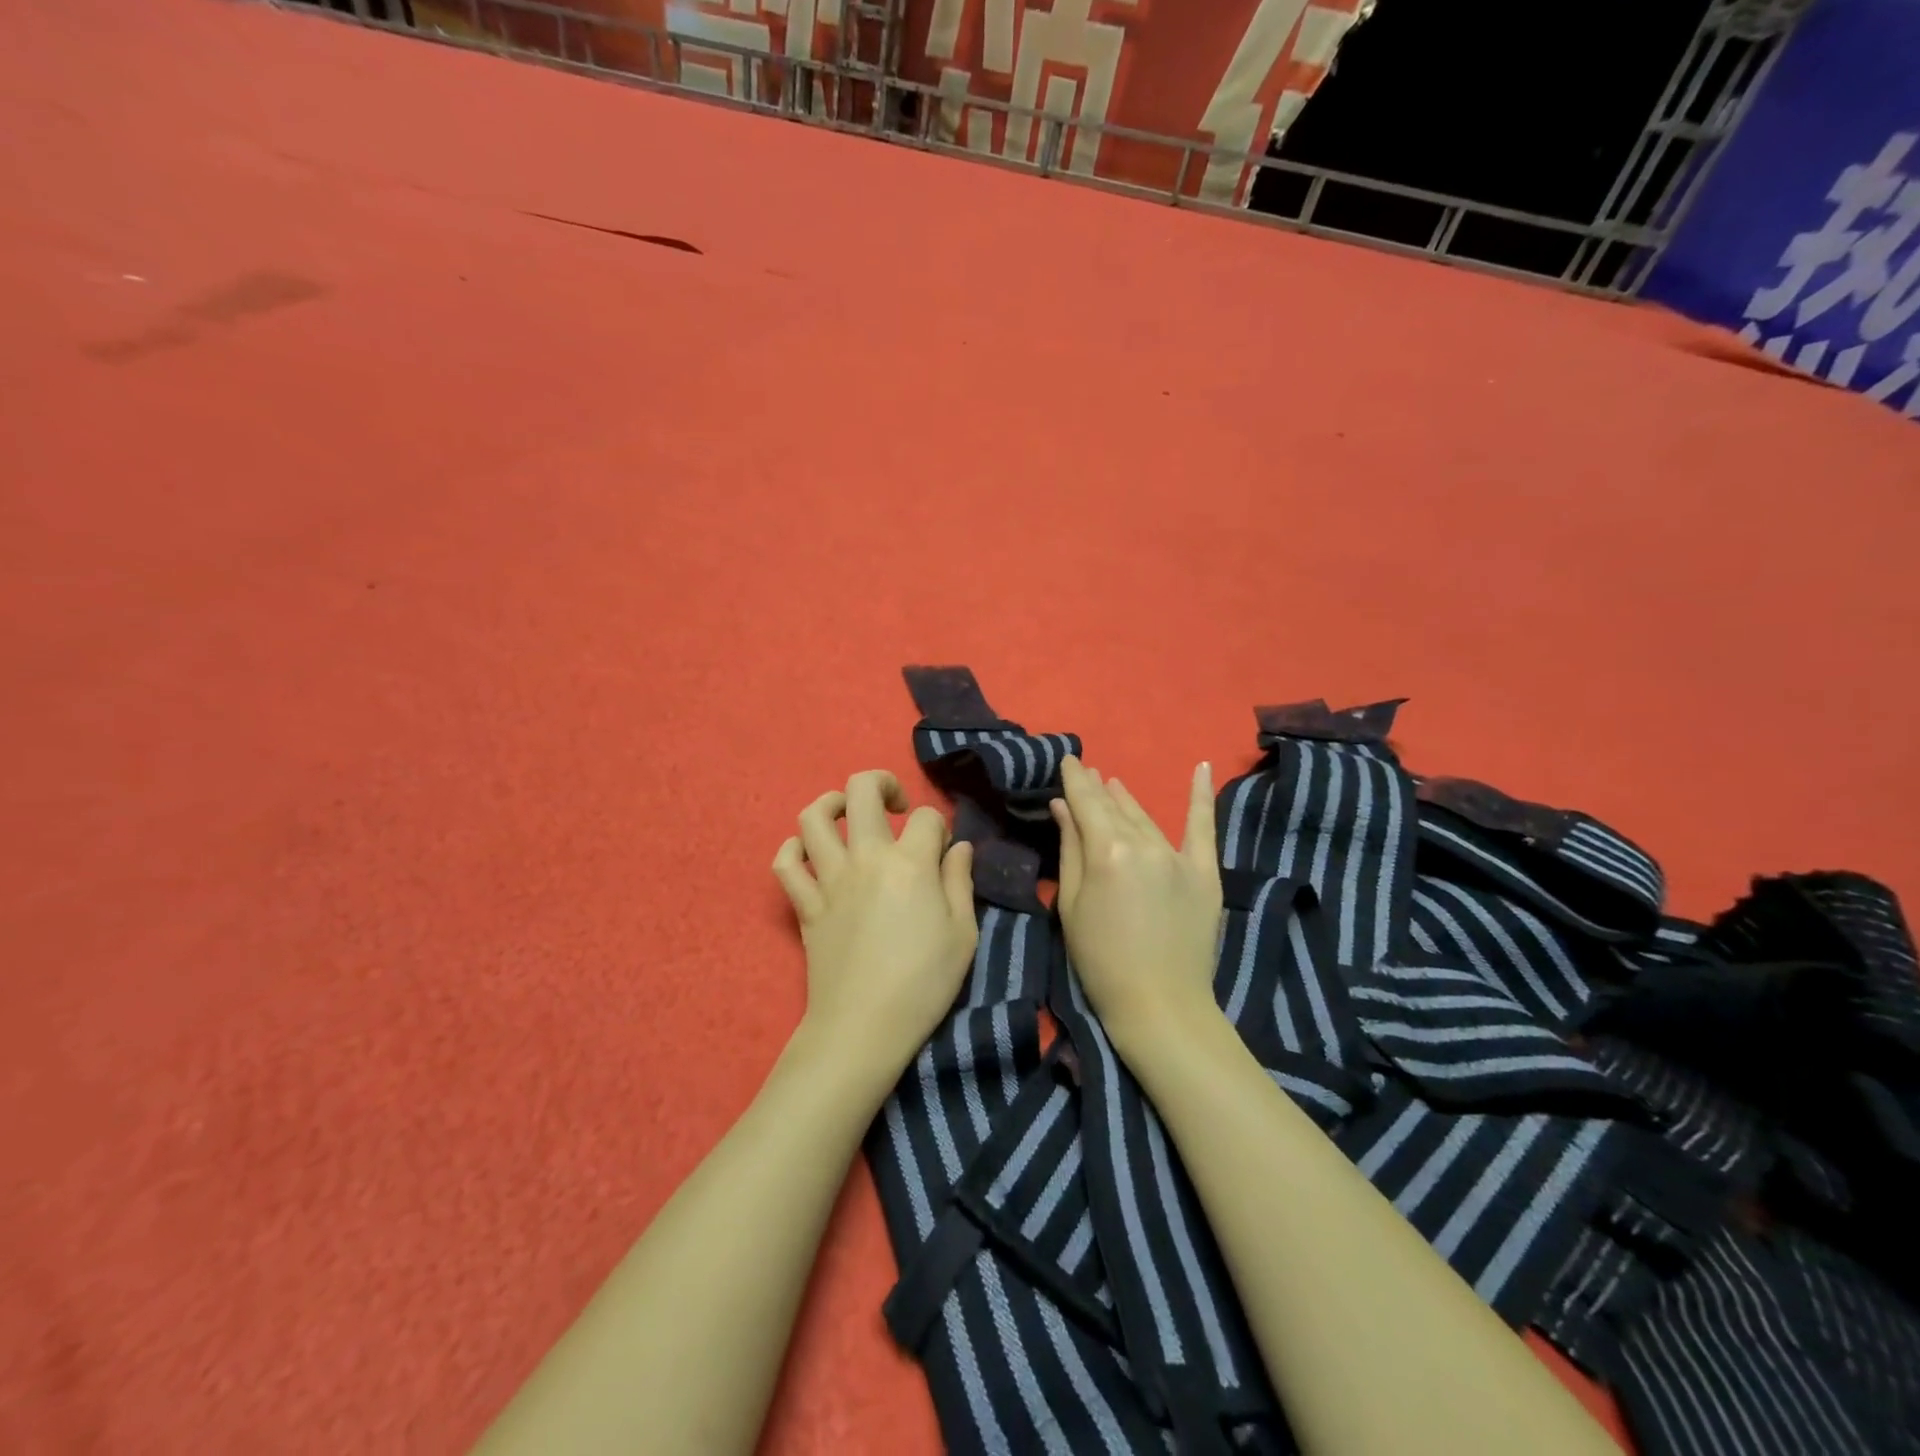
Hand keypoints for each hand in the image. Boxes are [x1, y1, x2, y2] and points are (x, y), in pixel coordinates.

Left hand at [773, 770, 978, 1082]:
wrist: (864, 1028)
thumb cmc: (924, 984)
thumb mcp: (963, 934)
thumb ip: (960, 882)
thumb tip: (959, 847)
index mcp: (910, 864)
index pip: (927, 818)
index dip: (939, 826)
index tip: (942, 850)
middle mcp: (866, 859)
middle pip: (862, 790)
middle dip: (882, 783)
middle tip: (896, 807)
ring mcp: (829, 879)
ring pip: (814, 817)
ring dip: (832, 804)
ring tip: (850, 816)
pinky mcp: (804, 905)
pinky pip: (785, 863)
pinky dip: (794, 850)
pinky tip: (812, 854)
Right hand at [1051, 757, 1222, 1046]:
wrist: (1160, 1004)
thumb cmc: (1100, 960)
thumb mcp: (1071, 905)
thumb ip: (1070, 849)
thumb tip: (1063, 806)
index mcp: (1107, 851)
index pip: (1086, 803)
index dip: (1075, 780)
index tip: (1068, 760)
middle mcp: (1144, 844)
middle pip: (1114, 808)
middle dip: (1097, 788)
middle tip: (1086, 772)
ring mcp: (1178, 856)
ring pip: (1146, 818)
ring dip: (1128, 799)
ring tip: (1114, 783)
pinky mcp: (1204, 872)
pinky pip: (1203, 828)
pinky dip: (1202, 797)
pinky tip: (1203, 768)